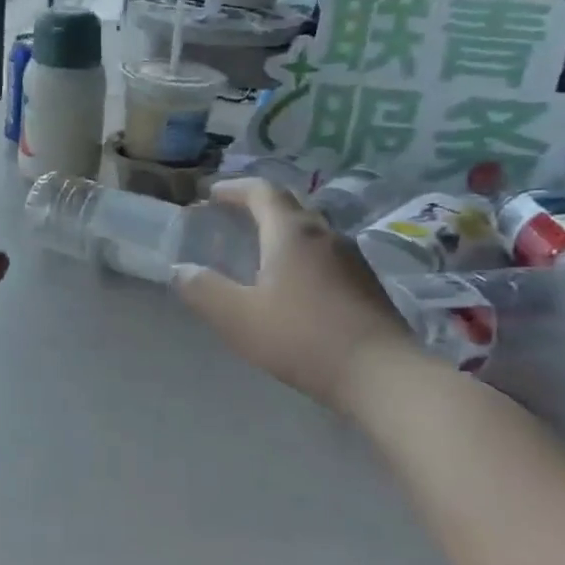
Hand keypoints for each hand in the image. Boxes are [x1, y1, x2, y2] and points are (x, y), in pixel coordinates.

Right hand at [173, 178, 417, 406]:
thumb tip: (181, 270)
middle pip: (289, 205)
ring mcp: (352, 257)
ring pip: (311, 230)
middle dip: (258, 207)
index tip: (212, 196)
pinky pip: (326, 254)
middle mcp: (325, 233)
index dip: (234, 189)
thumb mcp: (238, 318)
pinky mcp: (367, 283)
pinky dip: (303, 255)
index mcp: (291, 232)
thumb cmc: (303, 338)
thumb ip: (204, 290)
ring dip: (282, 232)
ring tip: (261, 252)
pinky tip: (295, 284)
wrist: (383, 375)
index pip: (262, 191)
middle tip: (233, 220)